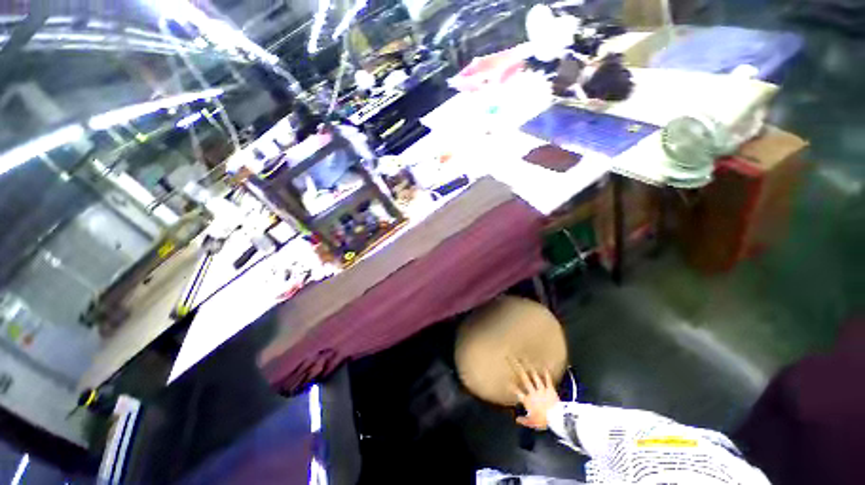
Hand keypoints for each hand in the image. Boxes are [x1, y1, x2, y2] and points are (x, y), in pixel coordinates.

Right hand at [511, 360, 559, 429]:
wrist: (557, 419)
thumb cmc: (543, 421)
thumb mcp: (532, 423)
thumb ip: (524, 420)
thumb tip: (516, 419)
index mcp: (528, 401)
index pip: (517, 392)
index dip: (512, 386)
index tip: (507, 379)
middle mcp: (533, 392)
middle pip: (524, 379)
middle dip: (518, 369)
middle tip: (513, 360)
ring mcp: (542, 390)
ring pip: (535, 377)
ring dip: (530, 368)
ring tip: (526, 359)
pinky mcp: (550, 389)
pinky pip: (548, 380)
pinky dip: (546, 374)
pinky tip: (544, 367)